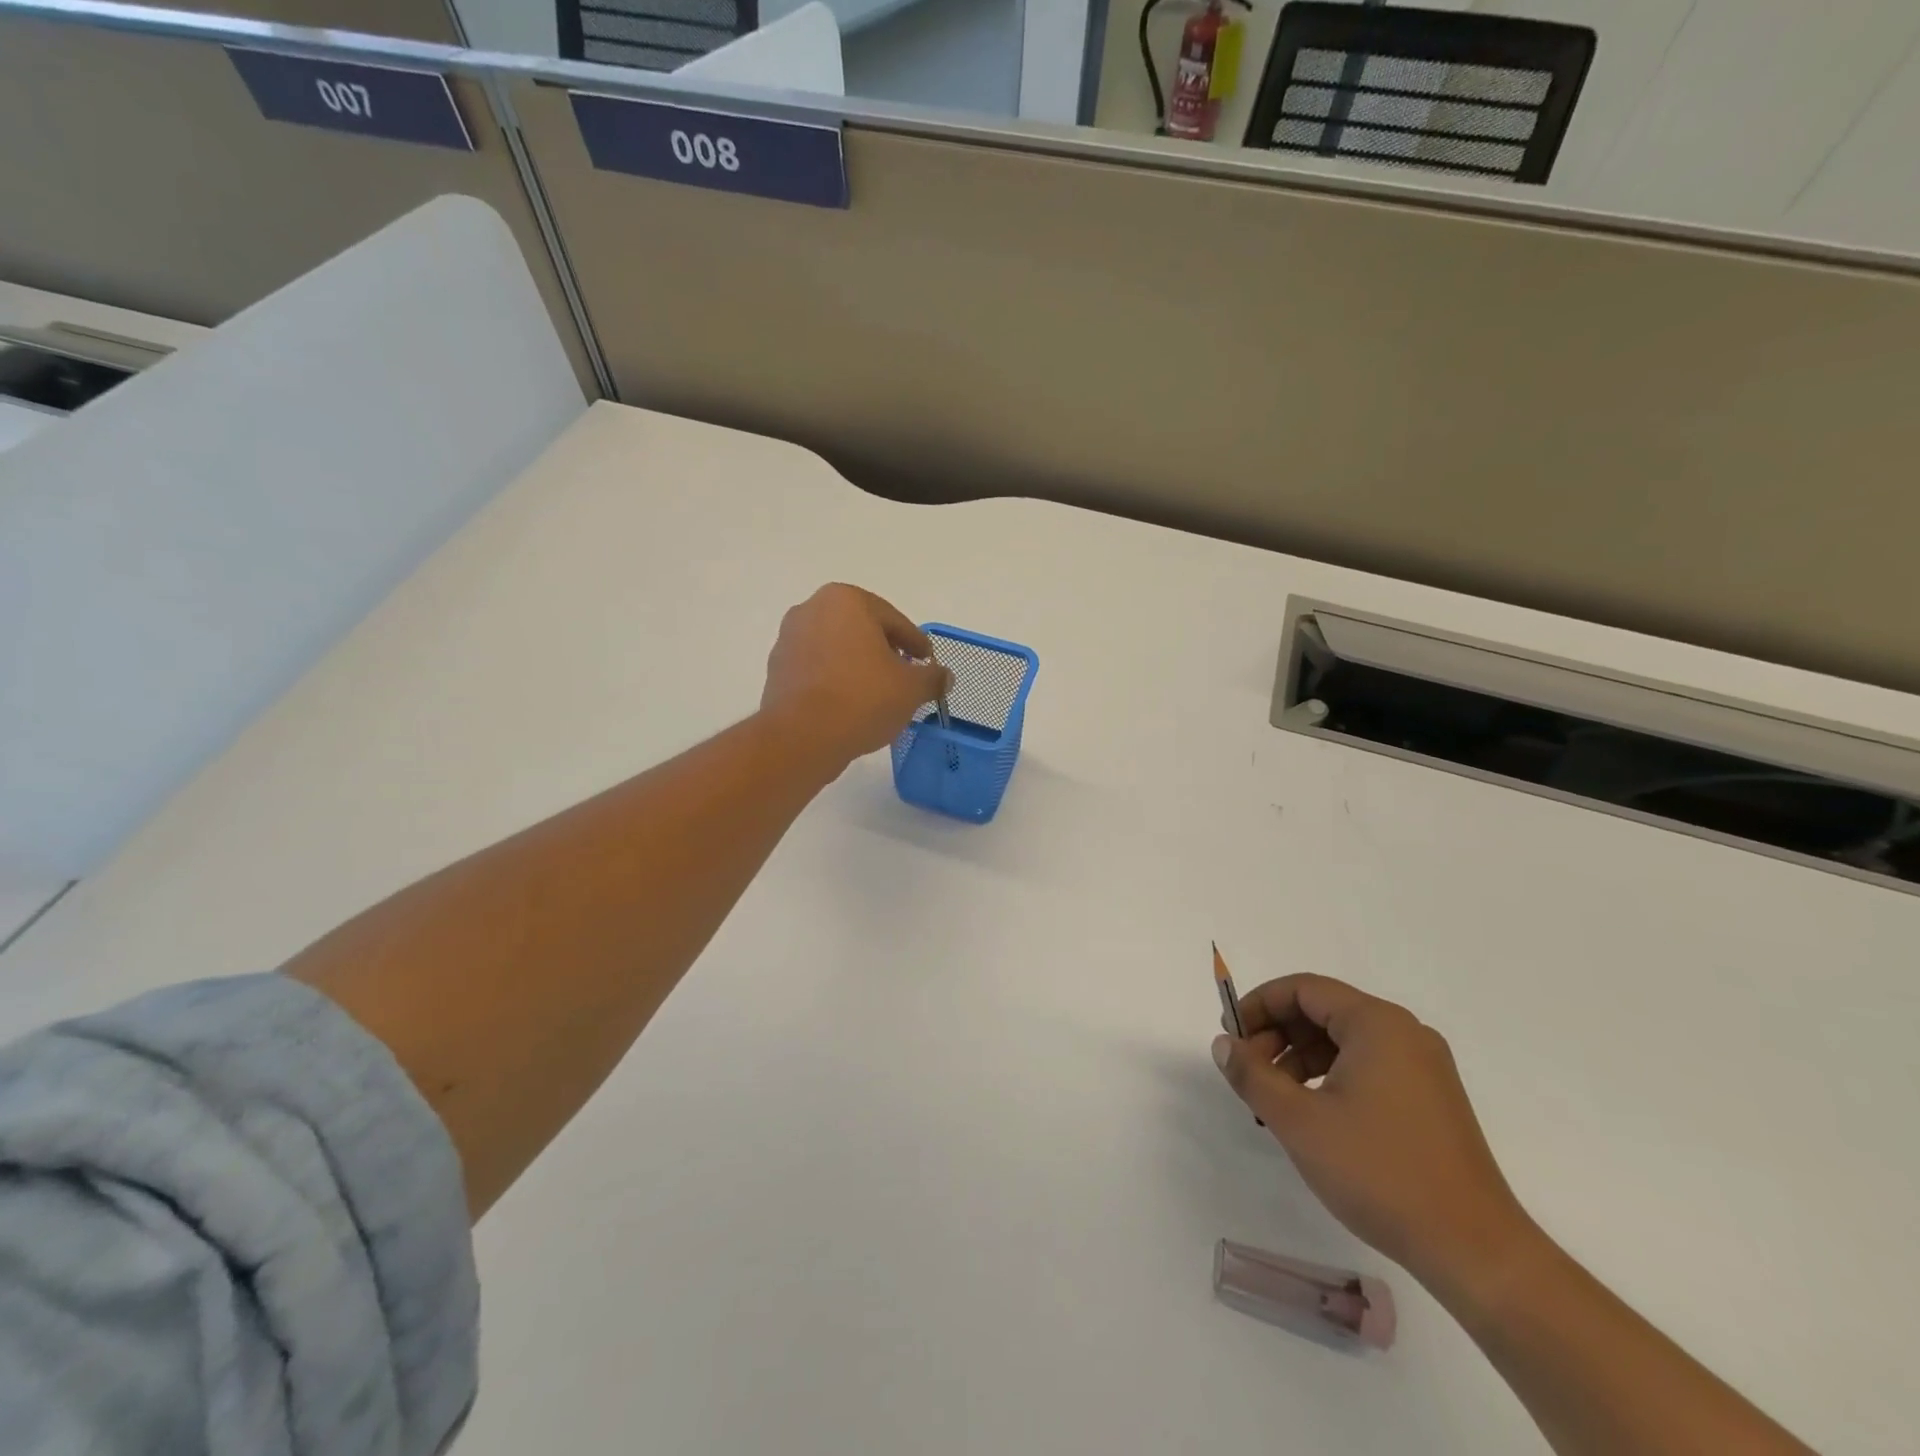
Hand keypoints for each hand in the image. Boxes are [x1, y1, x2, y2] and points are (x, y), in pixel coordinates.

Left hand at [761, 584, 947, 771]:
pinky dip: (836, 681)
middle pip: (862, 631)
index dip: (916, 643)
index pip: (893, 620)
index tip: (928, 662)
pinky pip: (818, 670)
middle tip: (906, 678)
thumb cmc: (863, 698)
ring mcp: (789, 639)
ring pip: (838, 650)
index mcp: (846, 600)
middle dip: (885, 652)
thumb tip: (944, 676)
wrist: (803, 736)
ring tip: (879, 696)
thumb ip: (932, 677)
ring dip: (859, 667)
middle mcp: (812, 610)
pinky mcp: (777, 670)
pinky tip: (851, 706)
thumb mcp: (911, 688)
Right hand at [1212, 974, 1537, 1298]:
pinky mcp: (1430, 1099)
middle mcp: (1404, 1033)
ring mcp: (1423, 1067)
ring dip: (1299, 1058)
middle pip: (1323, 1011)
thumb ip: (1252, 1074)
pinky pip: (1366, 1065)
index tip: (1231, 1038)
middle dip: (1277, 1034)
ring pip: (1343, 1040)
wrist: (1474, 1251)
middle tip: (1248, 1072)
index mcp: (1377, 1024)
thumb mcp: (1299, 1121)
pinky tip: (1312, 1114)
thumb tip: (1223, 1045)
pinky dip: (1329, 1077)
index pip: (1303, 989)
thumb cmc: (1380, 1172)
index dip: (1259, 1005)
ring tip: (1274, 1099)